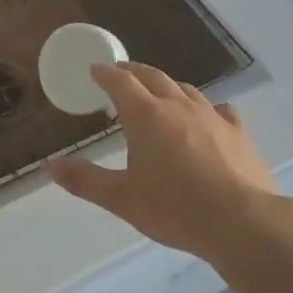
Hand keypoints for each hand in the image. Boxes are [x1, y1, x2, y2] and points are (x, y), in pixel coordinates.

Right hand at [50, 63, 292, 263]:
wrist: (243, 223)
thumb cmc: (175, 209)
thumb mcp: (122, 199)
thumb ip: (85, 180)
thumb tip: (49, 165)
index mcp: (146, 116)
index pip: (120, 82)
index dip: (106, 73)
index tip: (96, 69)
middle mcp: (178, 106)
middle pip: (153, 77)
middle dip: (134, 72)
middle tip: (122, 73)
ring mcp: (212, 116)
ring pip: (185, 89)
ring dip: (167, 86)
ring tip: (158, 93)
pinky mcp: (238, 132)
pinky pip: (219, 109)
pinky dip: (204, 107)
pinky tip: (207, 117)